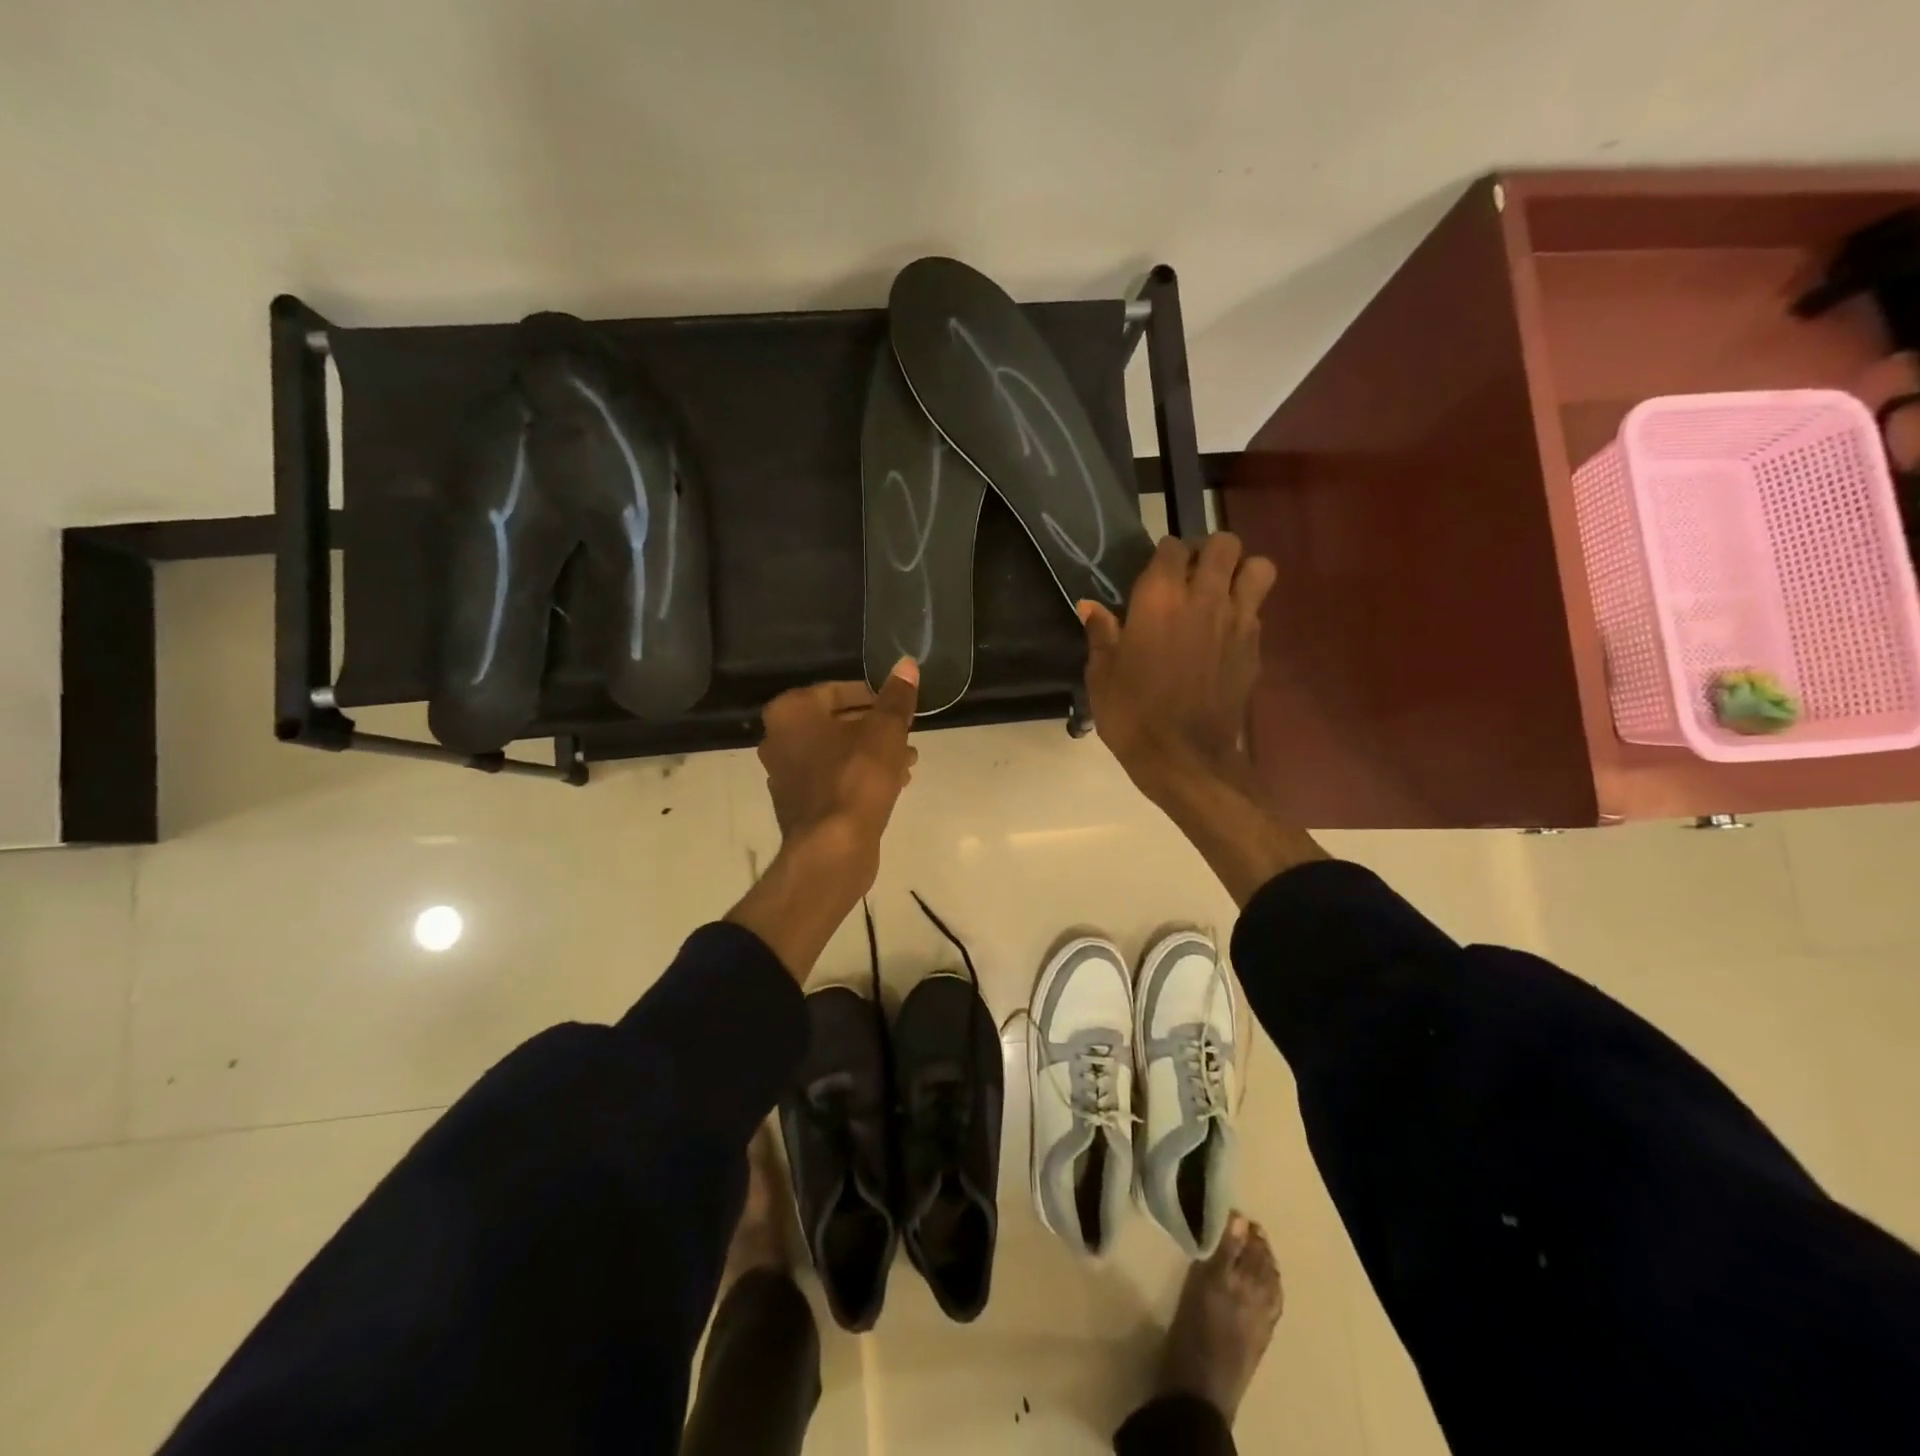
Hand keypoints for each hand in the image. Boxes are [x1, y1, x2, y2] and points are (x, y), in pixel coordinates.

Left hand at [757, 659, 919, 889]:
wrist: (833, 850)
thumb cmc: (857, 779)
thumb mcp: (886, 731)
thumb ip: (896, 697)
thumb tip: (907, 663)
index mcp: (791, 712)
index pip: (837, 690)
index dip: (874, 697)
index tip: (900, 708)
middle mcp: (778, 739)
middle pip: (836, 722)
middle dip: (875, 728)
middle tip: (907, 734)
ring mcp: (785, 775)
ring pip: (837, 753)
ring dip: (872, 753)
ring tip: (908, 762)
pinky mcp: (799, 805)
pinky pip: (833, 779)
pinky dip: (859, 777)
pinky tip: (893, 785)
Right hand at [1079, 535, 1319, 904]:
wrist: (1185, 759)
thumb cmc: (1132, 715)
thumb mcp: (1101, 675)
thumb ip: (1100, 634)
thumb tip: (1089, 605)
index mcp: (1159, 599)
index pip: (1172, 546)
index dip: (1163, 554)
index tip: (1153, 573)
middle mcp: (1203, 598)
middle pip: (1224, 544)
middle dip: (1209, 550)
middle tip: (1191, 574)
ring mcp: (1236, 621)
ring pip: (1258, 568)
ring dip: (1240, 572)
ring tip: (1220, 593)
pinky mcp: (1254, 647)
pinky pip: (1257, 610)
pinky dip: (1244, 611)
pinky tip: (1222, 635)